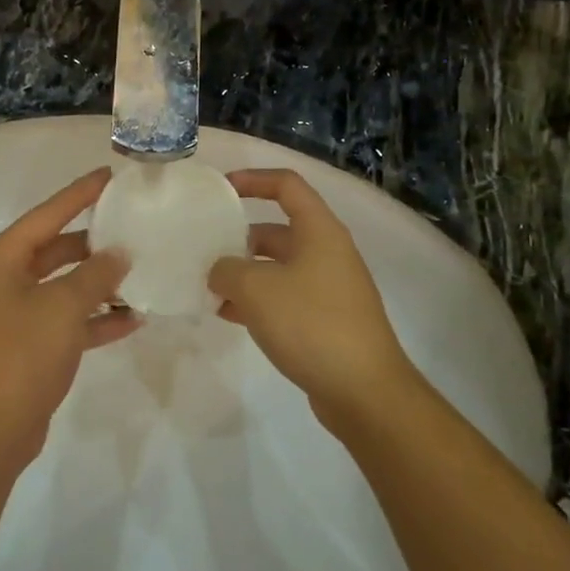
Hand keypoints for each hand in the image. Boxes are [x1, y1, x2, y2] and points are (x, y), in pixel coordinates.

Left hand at [0, 169, 137, 469]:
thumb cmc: (22, 355)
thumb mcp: (63, 307)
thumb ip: (95, 275)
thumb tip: (118, 252)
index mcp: (2, 260)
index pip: (47, 215)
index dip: (80, 194)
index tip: (110, 176)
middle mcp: (4, 280)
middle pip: (55, 249)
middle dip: (94, 243)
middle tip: (132, 228)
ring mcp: (14, 314)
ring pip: (63, 286)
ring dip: (98, 284)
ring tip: (140, 273)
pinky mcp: (27, 346)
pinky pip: (65, 320)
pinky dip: (93, 319)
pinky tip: (131, 320)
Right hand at [209, 168, 416, 434]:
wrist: (364, 391)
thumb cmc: (311, 324)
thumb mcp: (256, 289)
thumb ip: (227, 270)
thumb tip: (219, 271)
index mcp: (319, 231)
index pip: (286, 185)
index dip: (252, 179)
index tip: (219, 190)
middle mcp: (327, 252)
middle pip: (277, 229)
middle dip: (239, 237)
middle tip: (204, 250)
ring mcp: (329, 288)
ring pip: (277, 267)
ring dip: (244, 273)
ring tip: (208, 287)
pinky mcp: (326, 320)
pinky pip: (284, 297)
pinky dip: (256, 301)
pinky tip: (228, 317)